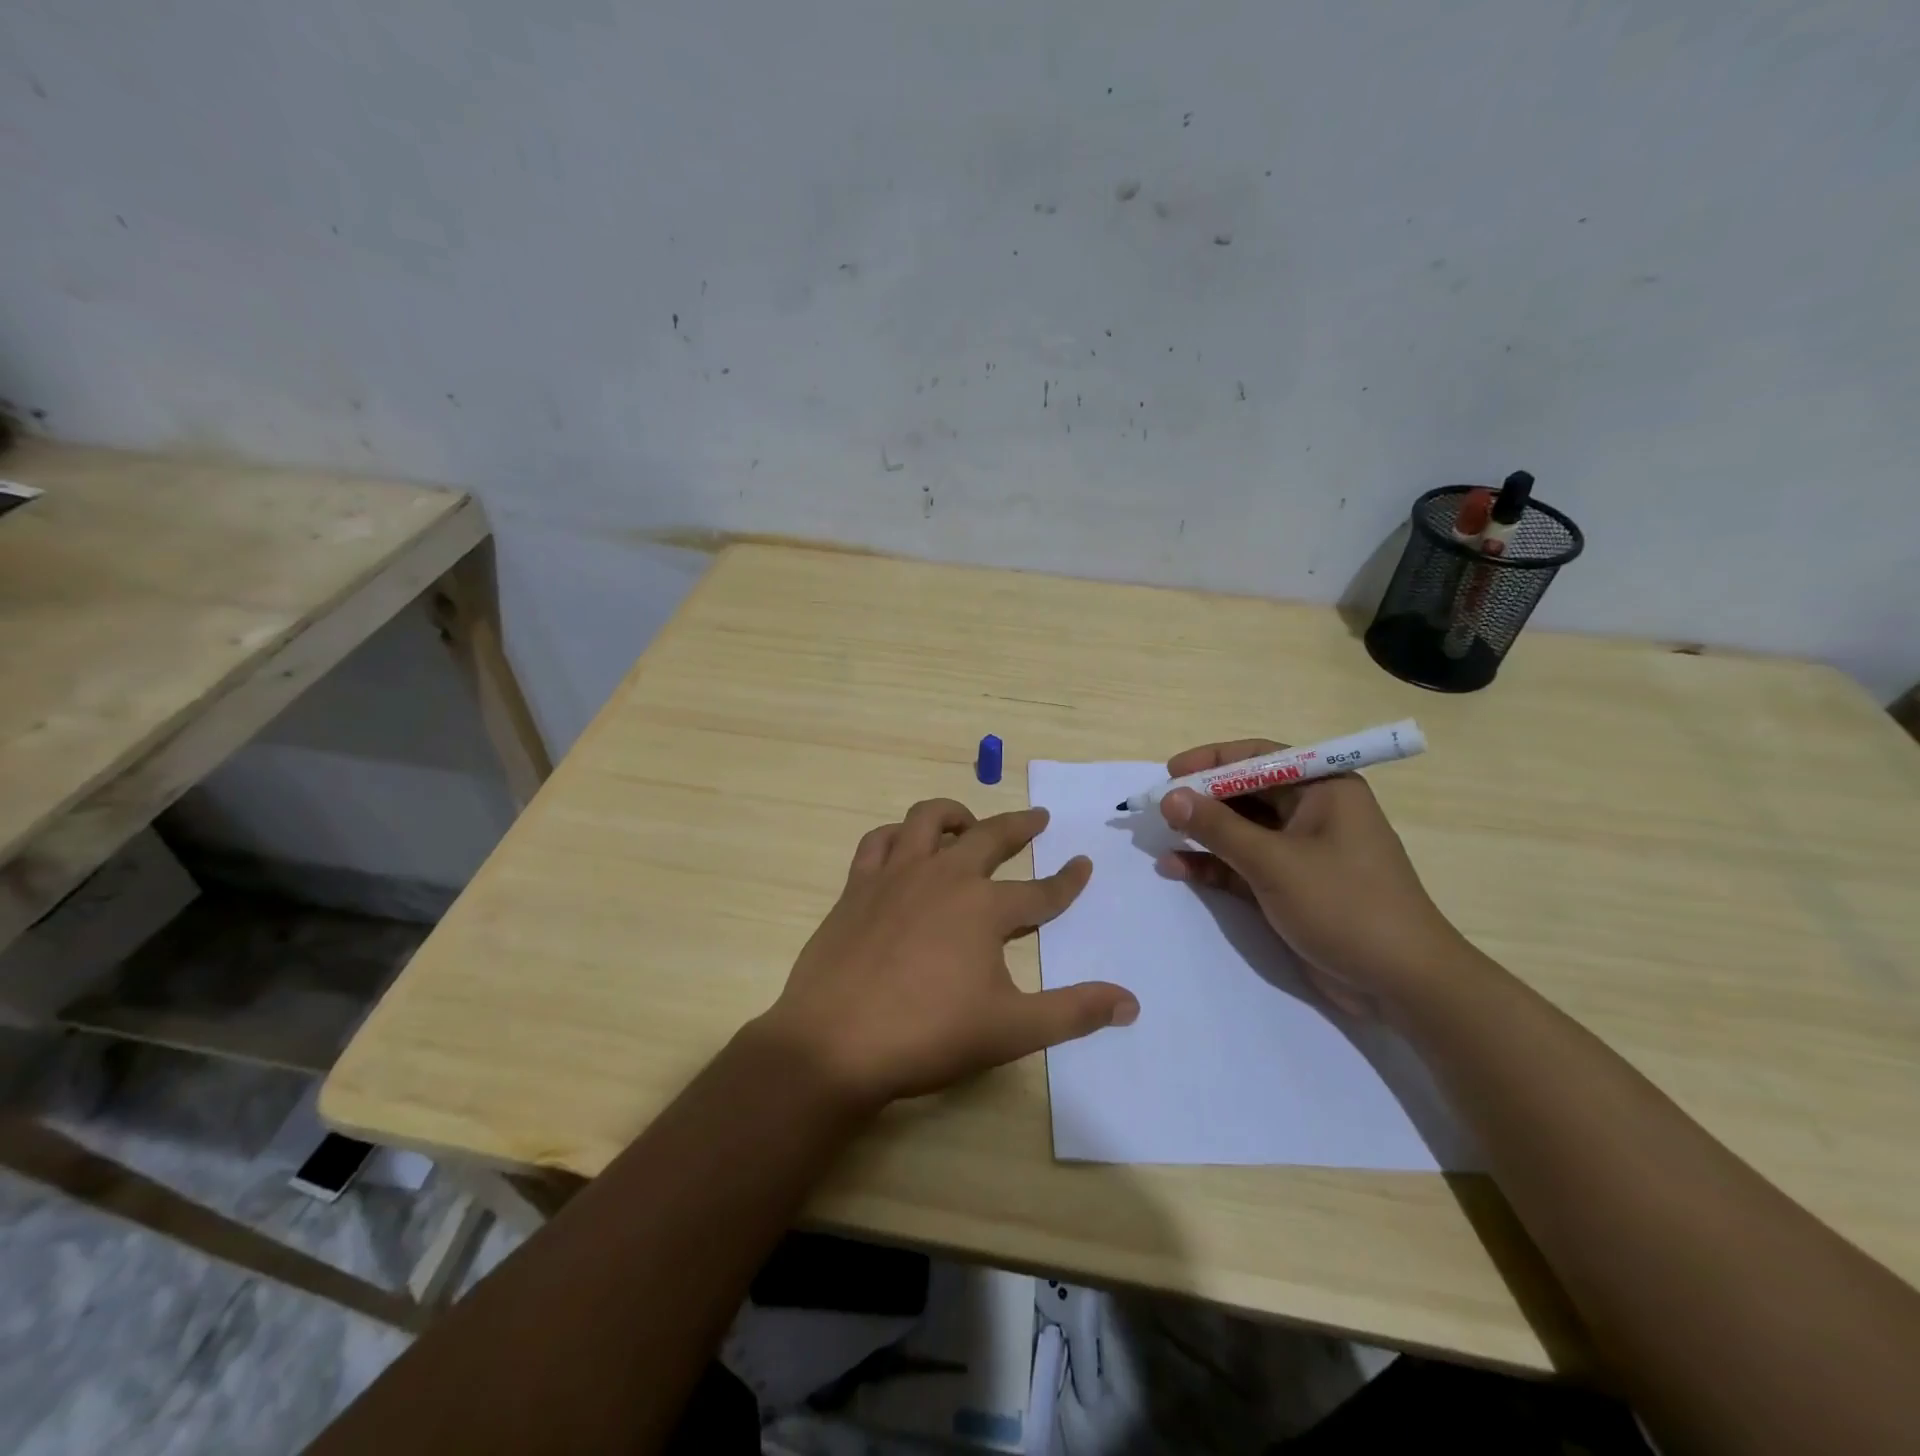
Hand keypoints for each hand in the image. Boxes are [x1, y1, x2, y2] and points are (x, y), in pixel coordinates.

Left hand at [755, 799, 1137, 1108]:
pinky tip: (903, 846)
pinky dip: (897, 835)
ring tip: (968, 822)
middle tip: (1038, 817)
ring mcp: (896, 876)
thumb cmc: (927, 1036)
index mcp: (985, 908)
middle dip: (1020, 825)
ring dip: (955, 814)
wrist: (834, 1043)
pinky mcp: (857, 886)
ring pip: (928, 820)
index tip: (1083, 864)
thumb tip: (1131, 1003)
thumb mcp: (1011, 1030)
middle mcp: (944, 877)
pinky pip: (878, 841)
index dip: (1067, 881)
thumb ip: (1073, 1013)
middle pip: (990, 837)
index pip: (1041, 892)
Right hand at [1156, 740, 1468, 1021]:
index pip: (1259, 758)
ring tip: (1159, 838)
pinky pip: (1243, 864)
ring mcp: (1301, 851)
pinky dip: (1213, 865)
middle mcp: (1313, 812)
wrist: (1402, 984)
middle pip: (1246, 793)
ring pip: (1240, 830)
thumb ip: (1218, 827)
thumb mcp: (1274, 862)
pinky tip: (1177, 868)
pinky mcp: (1291, 886)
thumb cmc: (1344, 905)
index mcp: (1324, 789)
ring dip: (1202, 834)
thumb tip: (1170, 796)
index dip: (1212, 760)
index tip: (1170, 771)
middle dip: (1201, 800)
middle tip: (1157, 808)